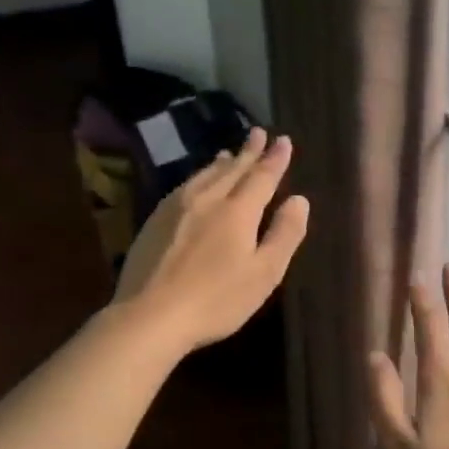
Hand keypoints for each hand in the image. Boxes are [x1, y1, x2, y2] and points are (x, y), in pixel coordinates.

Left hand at [113, 129, 309, 351]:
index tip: (283, 140)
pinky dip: (199, 177)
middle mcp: (207, 199)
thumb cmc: (216, 300)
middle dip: (248, 151)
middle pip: (232, 169)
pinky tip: (196, 183)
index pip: (262, 177)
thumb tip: (299, 200)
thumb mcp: (264, 273)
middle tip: (258, 133)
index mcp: (238, 211)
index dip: (275, 159)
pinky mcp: (155, 221)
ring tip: (228, 152)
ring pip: (205, 175)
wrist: (149, 316)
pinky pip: (184, 186)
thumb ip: (285, 234)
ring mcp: (176, 208)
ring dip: (221, 162)